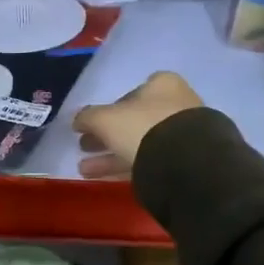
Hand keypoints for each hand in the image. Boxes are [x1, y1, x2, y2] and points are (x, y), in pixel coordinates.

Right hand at [72, 71, 203, 179]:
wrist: (185, 163)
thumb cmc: (144, 128)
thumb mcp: (106, 119)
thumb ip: (88, 117)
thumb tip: (77, 120)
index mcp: (162, 85)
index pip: (131, 93)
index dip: (108, 109)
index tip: (92, 125)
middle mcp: (176, 105)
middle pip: (134, 121)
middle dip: (106, 136)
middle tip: (84, 147)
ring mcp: (183, 135)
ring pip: (140, 144)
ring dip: (110, 156)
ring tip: (85, 169)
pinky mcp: (185, 161)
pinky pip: (149, 161)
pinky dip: (126, 168)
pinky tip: (103, 178)